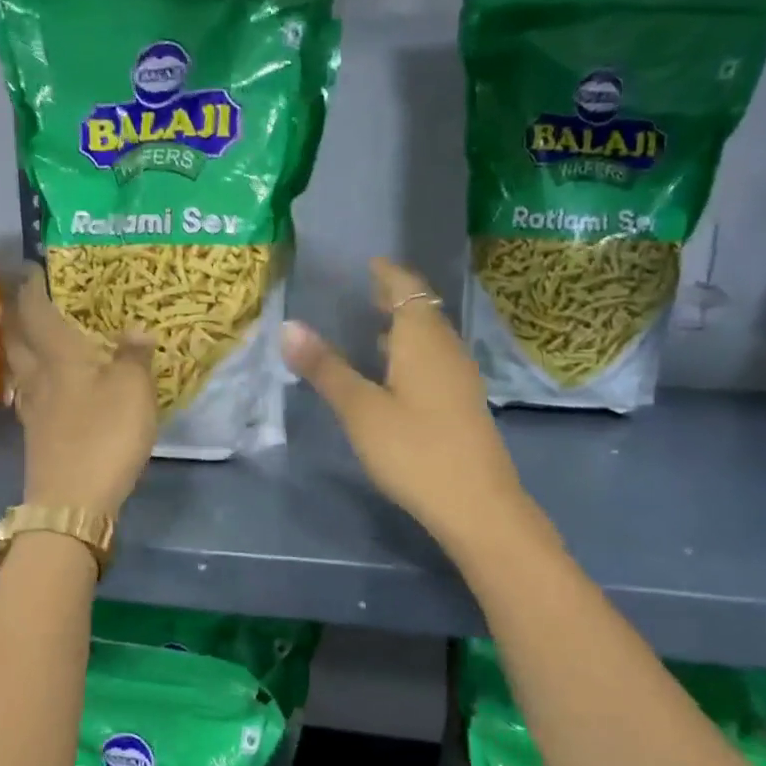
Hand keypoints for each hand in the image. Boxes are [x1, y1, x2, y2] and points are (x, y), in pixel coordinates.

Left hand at [4, 268, 157, 520]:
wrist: (72, 502)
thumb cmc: (104, 436)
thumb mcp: (134, 390)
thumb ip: (134, 355)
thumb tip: (135, 329)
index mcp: (58, 355)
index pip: (36, 309)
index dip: (34, 285)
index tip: (36, 267)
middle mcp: (36, 376)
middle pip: (16, 336)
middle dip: (18, 313)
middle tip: (30, 298)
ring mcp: (31, 409)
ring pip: (17, 367)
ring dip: (20, 346)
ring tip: (34, 337)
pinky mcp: (36, 436)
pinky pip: (27, 394)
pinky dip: (31, 380)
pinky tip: (44, 387)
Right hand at [281, 258, 543, 558]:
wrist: (476, 503)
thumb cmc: (414, 450)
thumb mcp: (360, 410)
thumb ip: (326, 368)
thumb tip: (289, 326)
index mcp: (423, 339)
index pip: (407, 288)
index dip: (388, 273)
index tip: (370, 262)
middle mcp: (447, 349)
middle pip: (423, 310)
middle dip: (395, 298)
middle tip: (366, 291)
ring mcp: (460, 377)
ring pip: (431, 338)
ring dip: (404, 328)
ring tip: (373, 330)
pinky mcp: (463, 404)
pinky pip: (435, 361)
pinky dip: (412, 354)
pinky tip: (394, 377)